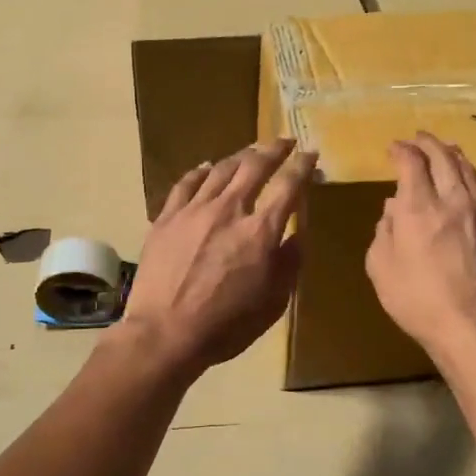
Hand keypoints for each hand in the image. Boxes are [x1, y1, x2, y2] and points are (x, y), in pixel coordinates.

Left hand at [119, 140, 315, 378]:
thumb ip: (289, 264)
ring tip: (251, 152)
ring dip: (240, 156)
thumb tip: (297, 235)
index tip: (310, 153)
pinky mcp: (166, 218)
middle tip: (284, 142)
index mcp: (260, 231)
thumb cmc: (226, 326)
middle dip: (273, 149)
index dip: (302, 166)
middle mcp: (229, 209)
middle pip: (254, 166)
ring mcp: (194, 210)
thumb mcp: (273, 303)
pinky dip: (201, 172)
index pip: (288, 186)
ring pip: (221, 169)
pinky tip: (207, 168)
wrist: (164, 333)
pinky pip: (186, 184)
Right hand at [365, 132, 475, 355]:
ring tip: (444, 149)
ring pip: (468, 168)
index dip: (401, 150)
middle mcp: (451, 199)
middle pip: (443, 156)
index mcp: (418, 207)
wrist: (471, 323)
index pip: (412, 162)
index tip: (393, 148)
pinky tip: (469, 177)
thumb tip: (392, 209)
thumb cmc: (416, 298)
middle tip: (417, 138)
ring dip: (452, 153)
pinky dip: (471, 174)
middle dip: (428, 143)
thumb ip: (384, 230)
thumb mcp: (380, 265)